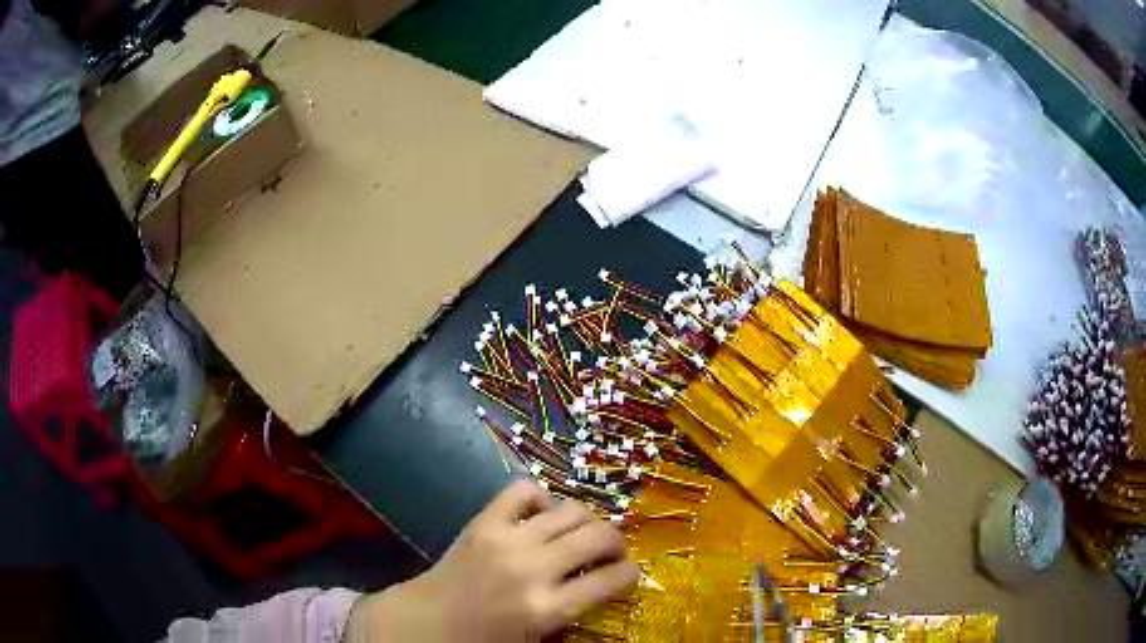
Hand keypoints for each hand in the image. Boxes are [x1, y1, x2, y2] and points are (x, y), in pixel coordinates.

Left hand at [346, 479, 638, 641]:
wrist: (426, 622)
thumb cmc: (483, 640)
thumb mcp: (537, 638)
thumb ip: (573, 612)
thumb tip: (605, 585)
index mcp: (547, 609)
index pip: (611, 580)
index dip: (630, 573)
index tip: (629, 573)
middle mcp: (533, 569)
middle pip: (598, 536)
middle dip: (616, 543)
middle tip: (611, 553)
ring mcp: (506, 540)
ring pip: (570, 510)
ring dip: (586, 521)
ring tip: (581, 534)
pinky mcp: (483, 522)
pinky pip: (523, 490)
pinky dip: (541, 498)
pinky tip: (541, 516)